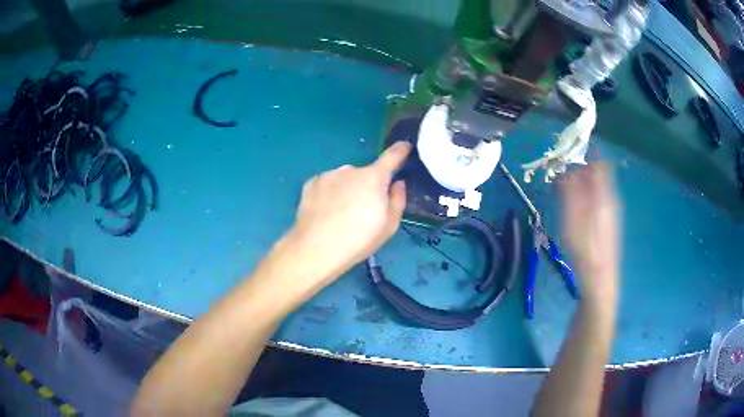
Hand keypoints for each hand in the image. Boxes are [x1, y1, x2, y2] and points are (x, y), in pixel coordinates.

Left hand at [282, 141, 410, 288]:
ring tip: (340, 215)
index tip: (405, 146)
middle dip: (367, 186)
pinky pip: (327, 185)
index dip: (401, 150)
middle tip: (363, 211)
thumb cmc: (358, 240)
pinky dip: (329, 194)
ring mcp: (328, 175)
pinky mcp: (311, 183)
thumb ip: (397, 200)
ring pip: (344, 179)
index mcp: (374, 178)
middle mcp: (350, 169)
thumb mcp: (389, 226)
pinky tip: (325, 212)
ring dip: (347, 189)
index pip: (392, 157)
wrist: (315, 249)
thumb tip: (397, 183)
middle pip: (365, 174)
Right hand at [560, 162, 620, 307]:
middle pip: (598, 171)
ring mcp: (611, 211)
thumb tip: (564, 167)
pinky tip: (573, 203)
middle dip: (580, 163)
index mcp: (604, 194)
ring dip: (581, 178)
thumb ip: (569, 191)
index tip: (569, 143)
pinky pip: (597, 197)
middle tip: (560, 164)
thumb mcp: (572, 220)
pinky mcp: (608, 222)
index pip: (600, 160)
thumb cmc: (586, 250)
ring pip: (597, 185)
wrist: (600, 281)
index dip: (587, 148)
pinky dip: (585, 192)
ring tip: (562, 181)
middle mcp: (611, 198)